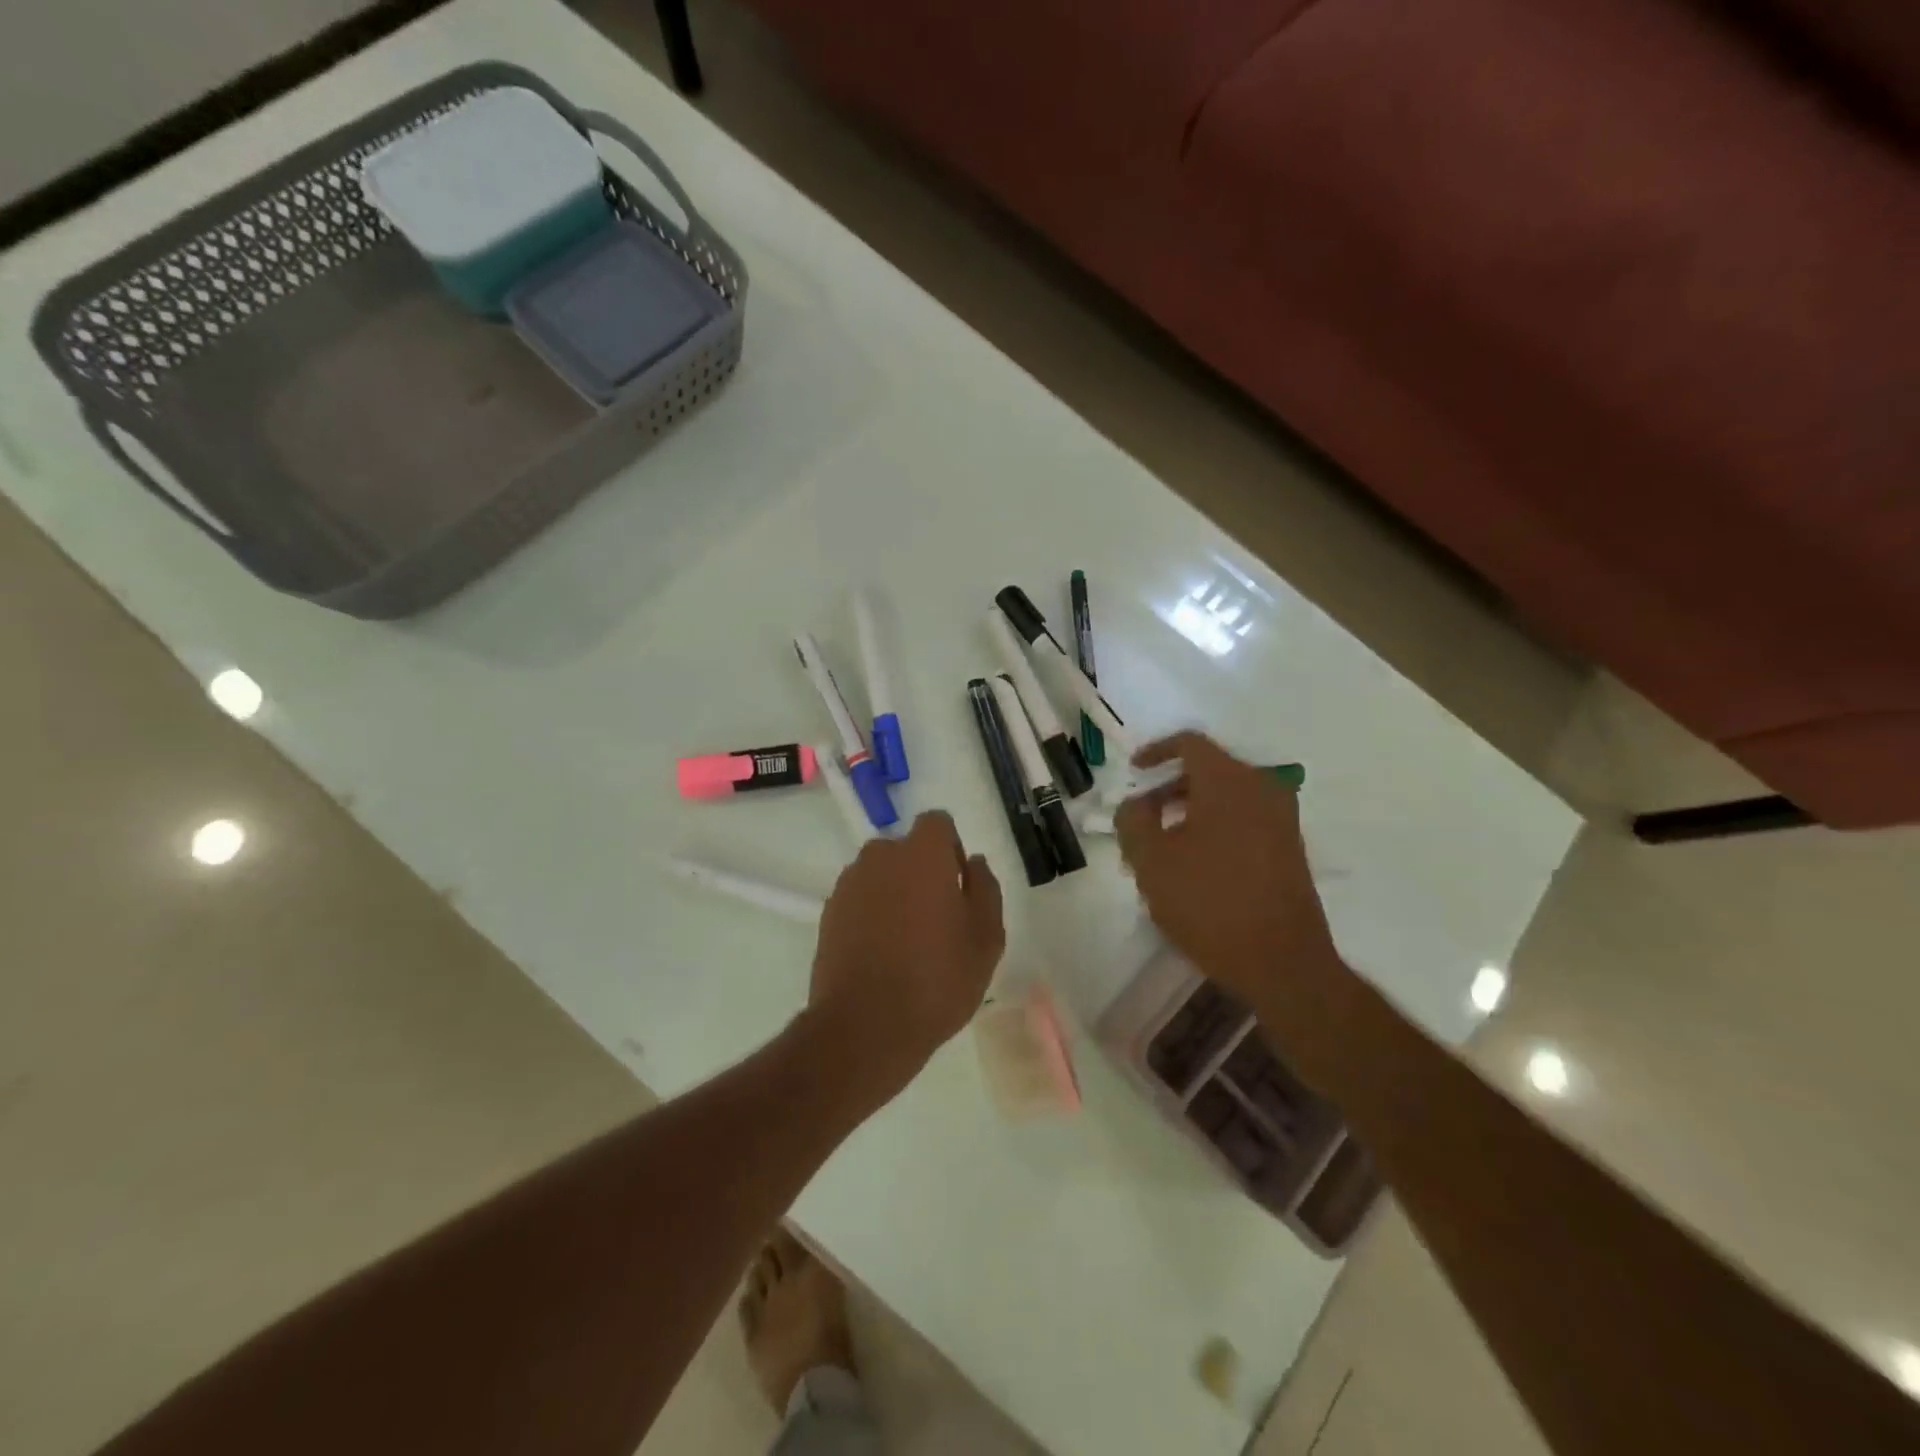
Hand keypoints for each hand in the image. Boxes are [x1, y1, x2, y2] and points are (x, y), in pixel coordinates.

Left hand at [805, 811, 1004, 1106]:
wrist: (865, 1027)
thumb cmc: (937, 979)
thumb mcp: (986, 938)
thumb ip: (985, 889)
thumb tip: (973, 862)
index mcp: (921, 854)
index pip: (937, 823)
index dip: (951, 849)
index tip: (958, 886)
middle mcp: (880, 857)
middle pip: (906, 849)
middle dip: (922, 872)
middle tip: (938, 918)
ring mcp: (849, 885)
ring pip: (881, 874)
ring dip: (895, 892)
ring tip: (907, 941)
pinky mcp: (828, 913)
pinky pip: (860, 899)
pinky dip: (872, 914)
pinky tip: (882, 955)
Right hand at [1115, 733, 1350, 1081]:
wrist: (1282, 962)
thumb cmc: (1209, 903)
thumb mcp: (1151, 861)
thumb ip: (1133, 821)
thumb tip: (1136, 803)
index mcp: (1228, 781)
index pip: (1189, 743)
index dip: (1156, 752)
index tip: (1134, 773)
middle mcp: (1261, 788)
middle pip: (1208, 769)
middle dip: (1168, 789)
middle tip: (1141, 819)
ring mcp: (1282, 819)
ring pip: (1226, 797)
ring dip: (1191, 810)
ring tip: (1162, 847)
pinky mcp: (1291, 848)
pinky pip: (1245, 819)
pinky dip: (1216, 826)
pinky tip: (1195, 864)